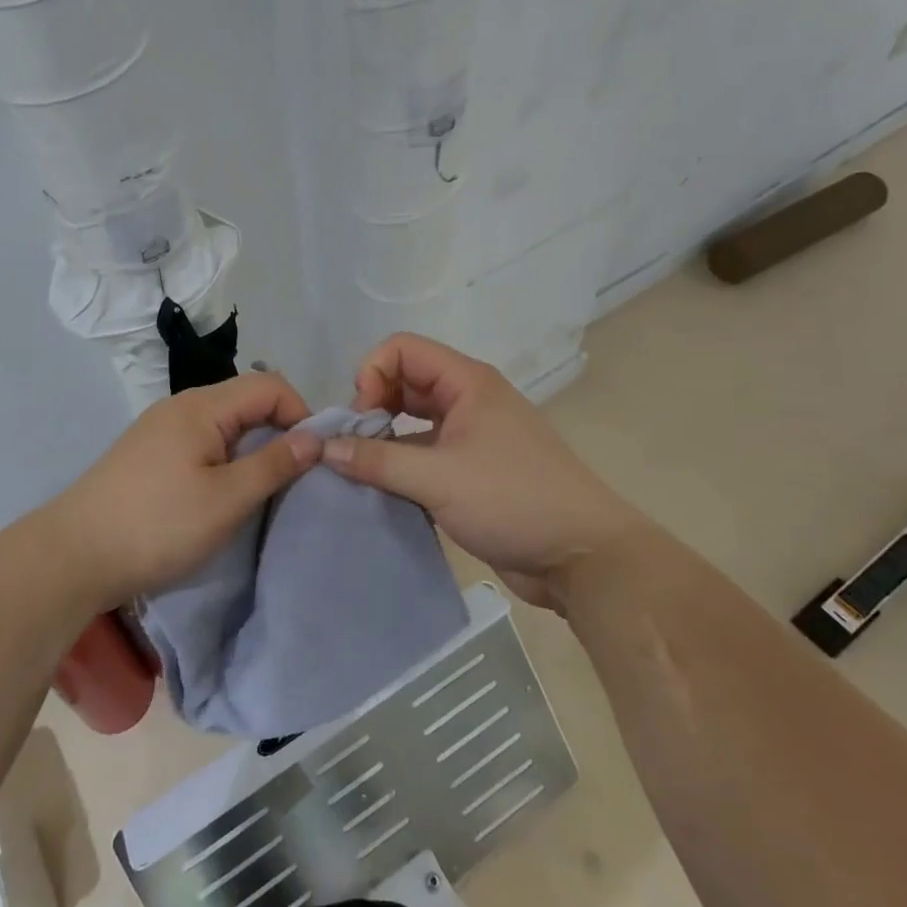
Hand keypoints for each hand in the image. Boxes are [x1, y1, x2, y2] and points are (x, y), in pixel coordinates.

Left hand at [42, 373, 322, 608]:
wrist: (72, 556)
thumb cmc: (157, 525)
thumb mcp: (226, 499)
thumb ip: (274, 464)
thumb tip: (315, 437)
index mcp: (202, 406)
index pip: (269, 385)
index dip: (300, 414)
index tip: (314, 457)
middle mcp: (181, 406)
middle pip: (246, 400)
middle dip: (279, 431)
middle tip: (294, 476)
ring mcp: (161, 430)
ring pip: (225, 424)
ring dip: (252, 448)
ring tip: (264, 489)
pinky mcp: (149, 454)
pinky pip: (202, 442)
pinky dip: (226, 459)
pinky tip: (224, 493)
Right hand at [323, 334, 644, 606]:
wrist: (582, 557)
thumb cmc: (513, 500)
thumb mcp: (438, 478)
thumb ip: (378, 460)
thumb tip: (324, 448)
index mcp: (468, 382)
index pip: (402, 349)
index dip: (372, 374)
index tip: (361, 418)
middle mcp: (469, 400)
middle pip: (405, 381)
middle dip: (373, 405)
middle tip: (355, 445)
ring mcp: (472, 436)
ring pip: (413, 419)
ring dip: (384, 437)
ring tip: (362, 468)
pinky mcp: (472, 470)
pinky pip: (424, 452)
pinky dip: (400, 463)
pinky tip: (384, 488)